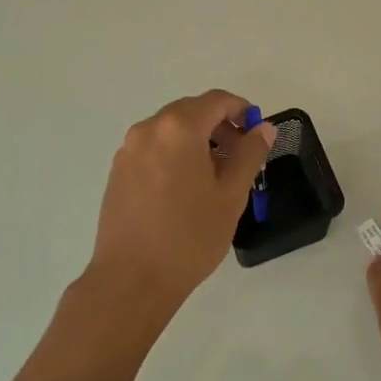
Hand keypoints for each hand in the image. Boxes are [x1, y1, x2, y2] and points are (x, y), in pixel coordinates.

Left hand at [73, 91, 276, 331]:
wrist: (132, 279)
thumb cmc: (189, 236)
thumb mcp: (231, 195)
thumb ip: (250, 154)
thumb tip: (262, 127)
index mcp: (179, 128)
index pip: (216, 101)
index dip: (241, 110)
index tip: (256, 134)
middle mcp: (148, 129)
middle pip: (191, 111)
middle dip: (219, 125)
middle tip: (239, 157)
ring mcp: (128, 150)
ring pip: (170, 130)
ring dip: (196, 140)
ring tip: (214, 176)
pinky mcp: (117, 172)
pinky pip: (152, 148)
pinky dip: (174, 154)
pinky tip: (184, 189)